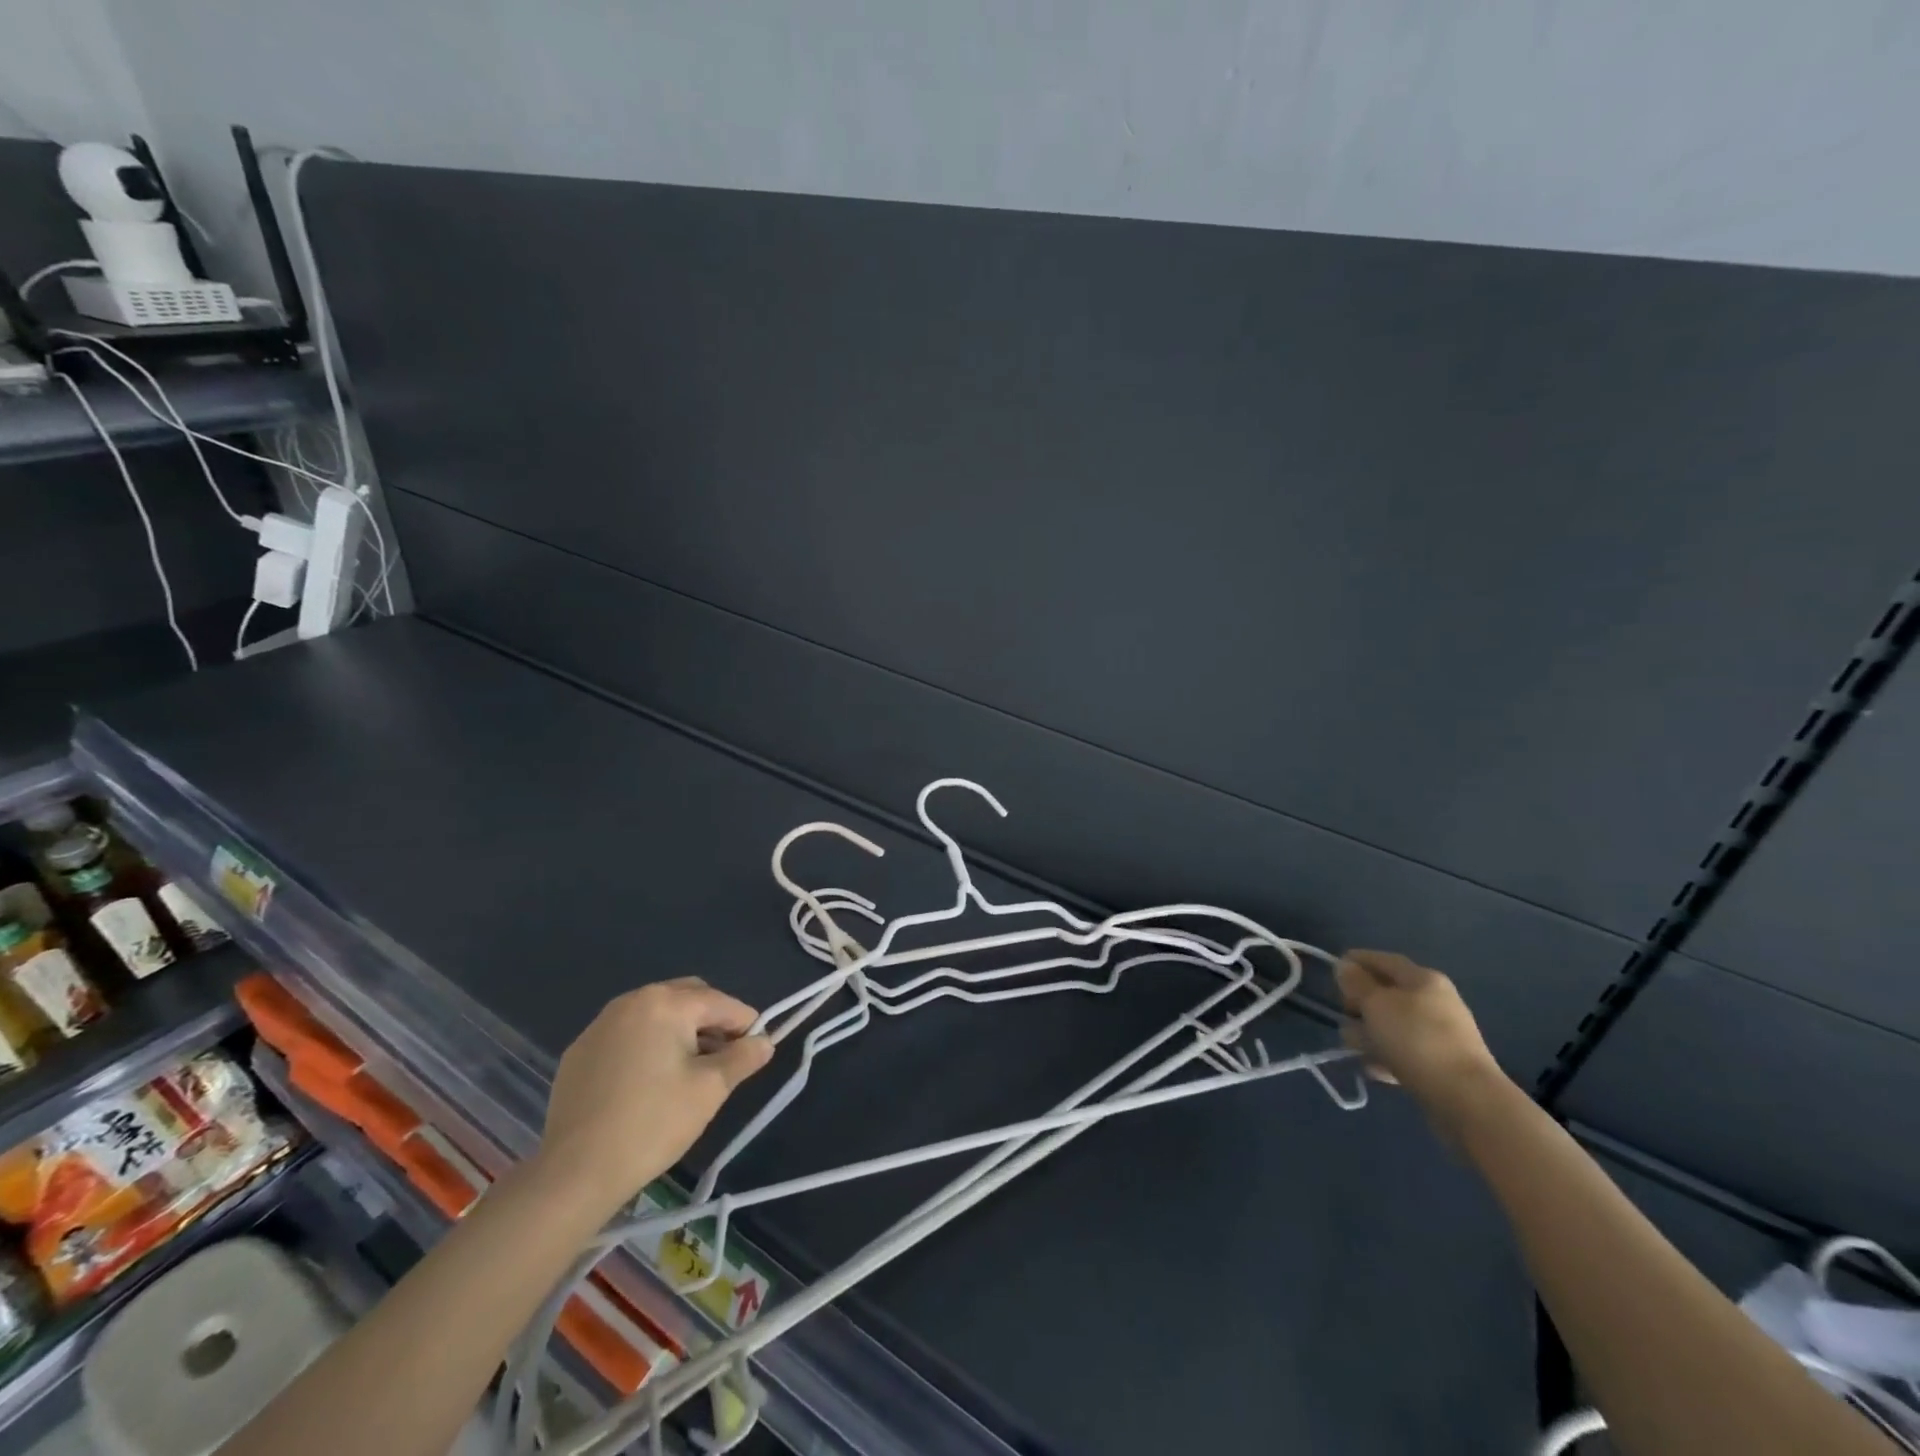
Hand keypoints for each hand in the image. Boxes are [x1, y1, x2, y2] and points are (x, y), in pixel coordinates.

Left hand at [533, 978, 773, 1220]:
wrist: (575, 1173)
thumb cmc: (653, 1123)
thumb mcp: (710, 1090)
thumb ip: (743, 1058)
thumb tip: (765, 1042)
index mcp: (665, 1003)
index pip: (720, 1003)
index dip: (746, 1024)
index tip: (757, 1050)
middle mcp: (631, 1001)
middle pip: (687, 997)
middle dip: (712, 1021)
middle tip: (725, 1058)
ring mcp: (600, 1025)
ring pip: (656, 1014)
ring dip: (680, 1031)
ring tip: (690, 1071)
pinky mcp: (579, 1052)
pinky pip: (627, 1035)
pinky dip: (647, 1045)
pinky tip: (648, 1083)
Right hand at [1336, 950, 1509, 1134]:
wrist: (1466, 1098)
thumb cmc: (1415, 1039)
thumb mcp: (1375, 1004)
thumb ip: (1356, 983)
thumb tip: (1345, 967)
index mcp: (1423, 979)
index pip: (1385, 960)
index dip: (1357, 960)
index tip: (1333, 969)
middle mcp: (1436, 1002)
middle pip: (1388, 994)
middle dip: (1360, 1004)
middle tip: (1344, 1015)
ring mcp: (1441, 1035)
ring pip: (1393, 1026)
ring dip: (1370, 1034)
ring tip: (1354, 1049)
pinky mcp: (1442, 1065)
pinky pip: (1405, 1052)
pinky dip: (1388, 1057)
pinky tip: (1375, 1069)